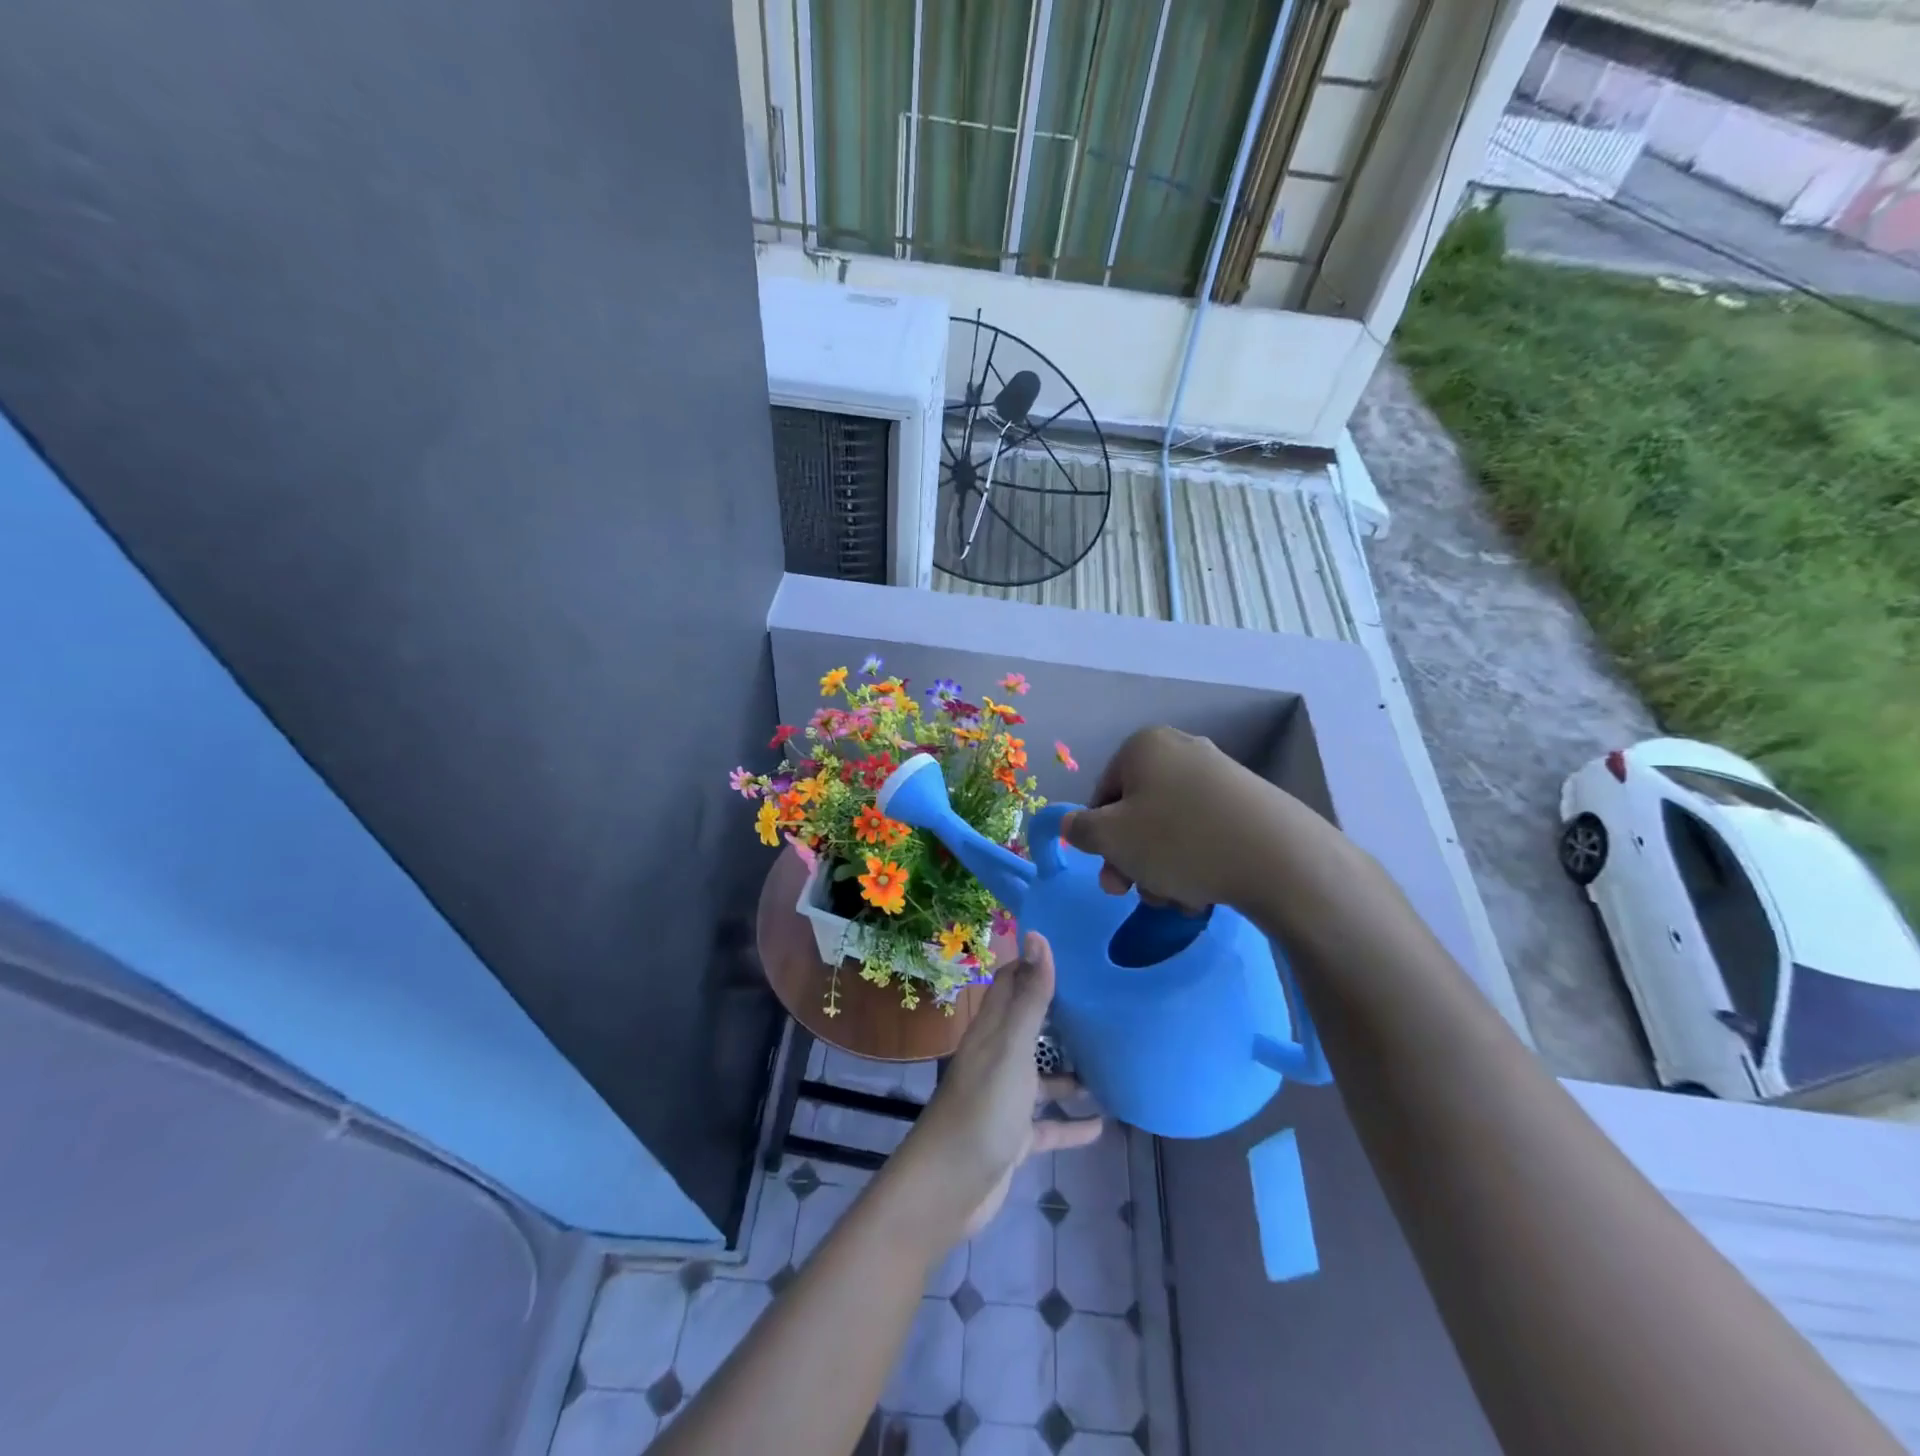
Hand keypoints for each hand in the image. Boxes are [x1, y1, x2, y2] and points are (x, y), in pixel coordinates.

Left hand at [893, 933, 1101, 1240]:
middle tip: (1106, 1001)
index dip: (1036, 964)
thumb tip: (1038, 935)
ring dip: (1071, 1070)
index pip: (1011, 983)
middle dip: (1061, 1012)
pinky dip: (1072, 1123)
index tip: (1075, 952)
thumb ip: (1029, 998)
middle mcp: (997, 1057)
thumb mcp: (1011, 1050)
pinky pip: (1048, 1124)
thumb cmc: (982, 1110)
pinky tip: (1102, 1125)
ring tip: (1112, 1061)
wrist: (948, 1189)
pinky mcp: (1014, 1136)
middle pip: (1029, 1024)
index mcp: (992, 1031)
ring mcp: (1005, 1098)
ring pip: (1041, 1076)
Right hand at [1063, 725, 1298, 910]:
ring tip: (1179, 898)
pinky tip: (1205, 892)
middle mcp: (1182, 751)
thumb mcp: (1110, 838)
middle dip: (1134, 860)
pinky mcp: (1250, 804)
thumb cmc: (1178, 840)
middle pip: (1139, 814)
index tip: (1111, 874)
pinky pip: (1206, 834)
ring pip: (1171, 830)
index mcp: (1144, 746)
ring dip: (1163, 869)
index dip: (1101, 839)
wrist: (1279, 858)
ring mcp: (1220, 776)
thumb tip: (1072, 825)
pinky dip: (1197, 863)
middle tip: (1137, 894)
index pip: (1103, 795)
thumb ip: (1080, 830)